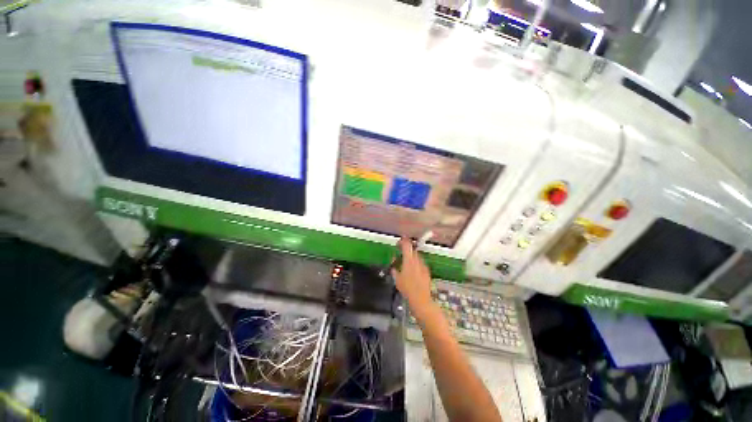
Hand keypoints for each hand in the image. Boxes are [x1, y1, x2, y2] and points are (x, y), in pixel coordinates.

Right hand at [391, 238, 433, 316]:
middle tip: (401, 252)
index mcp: (409, 260)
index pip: (406, 245)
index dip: (402, 241)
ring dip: (411, 256)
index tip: (399, 241)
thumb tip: (393, 264)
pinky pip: (420, 263)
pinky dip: (416, 263)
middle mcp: (417, 260)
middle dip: (407, 249)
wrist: (421, 299)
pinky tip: (413, 271)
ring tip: (406, 262)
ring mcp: (423, 265)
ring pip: (417, 256)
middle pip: (412, 249)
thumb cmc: (407, 289)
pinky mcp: (427, 271)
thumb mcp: (397, 279)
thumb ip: (394, 269)